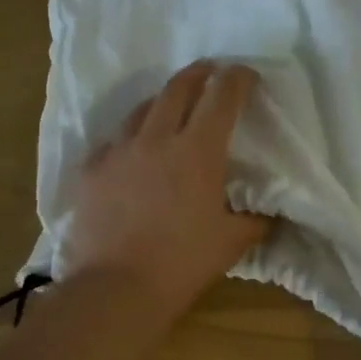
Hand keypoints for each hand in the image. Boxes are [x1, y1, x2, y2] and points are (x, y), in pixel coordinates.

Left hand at [62, 62, 269, 316]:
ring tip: (170, 106)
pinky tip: (132, 152)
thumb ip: (254, 221)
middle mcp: (156, 138)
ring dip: (162, 101)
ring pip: (141, 110)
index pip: (222, 97)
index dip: (237, 79)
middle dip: (198, 73)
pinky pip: (113, 141)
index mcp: (198, 151)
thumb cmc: (182, 264)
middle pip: (178, 88)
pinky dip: (129, 138)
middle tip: (209, 71)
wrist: (116, 288)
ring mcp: (118, 151)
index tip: (245, 74)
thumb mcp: (231, 243)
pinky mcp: (91, 170)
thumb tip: (269, 213)